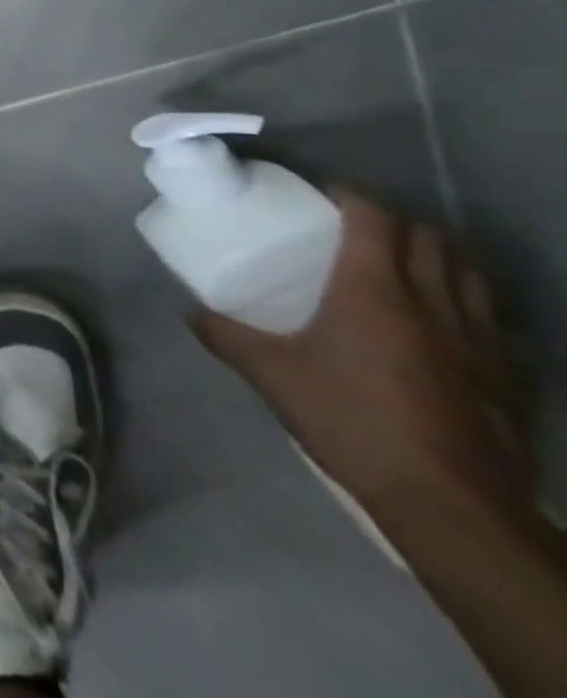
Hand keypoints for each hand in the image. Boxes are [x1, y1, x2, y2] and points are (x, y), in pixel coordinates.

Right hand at [192, 192, 533, 527]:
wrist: (447, 502)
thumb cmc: (349, 420)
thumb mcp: (270, 375)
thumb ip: (226, 336)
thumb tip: (190, 312)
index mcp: (374, 292)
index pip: (375, 220)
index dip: (351, 198)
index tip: (325, 195)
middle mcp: (433, 304)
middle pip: (431, 240)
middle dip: (399, 224)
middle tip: (362, 230)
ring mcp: (480, 341)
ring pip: (472, 275)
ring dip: (441, 258)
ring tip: (409, 265)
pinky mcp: (506, 376)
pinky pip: (493, 320)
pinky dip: (470, 304)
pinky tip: (448, 324)